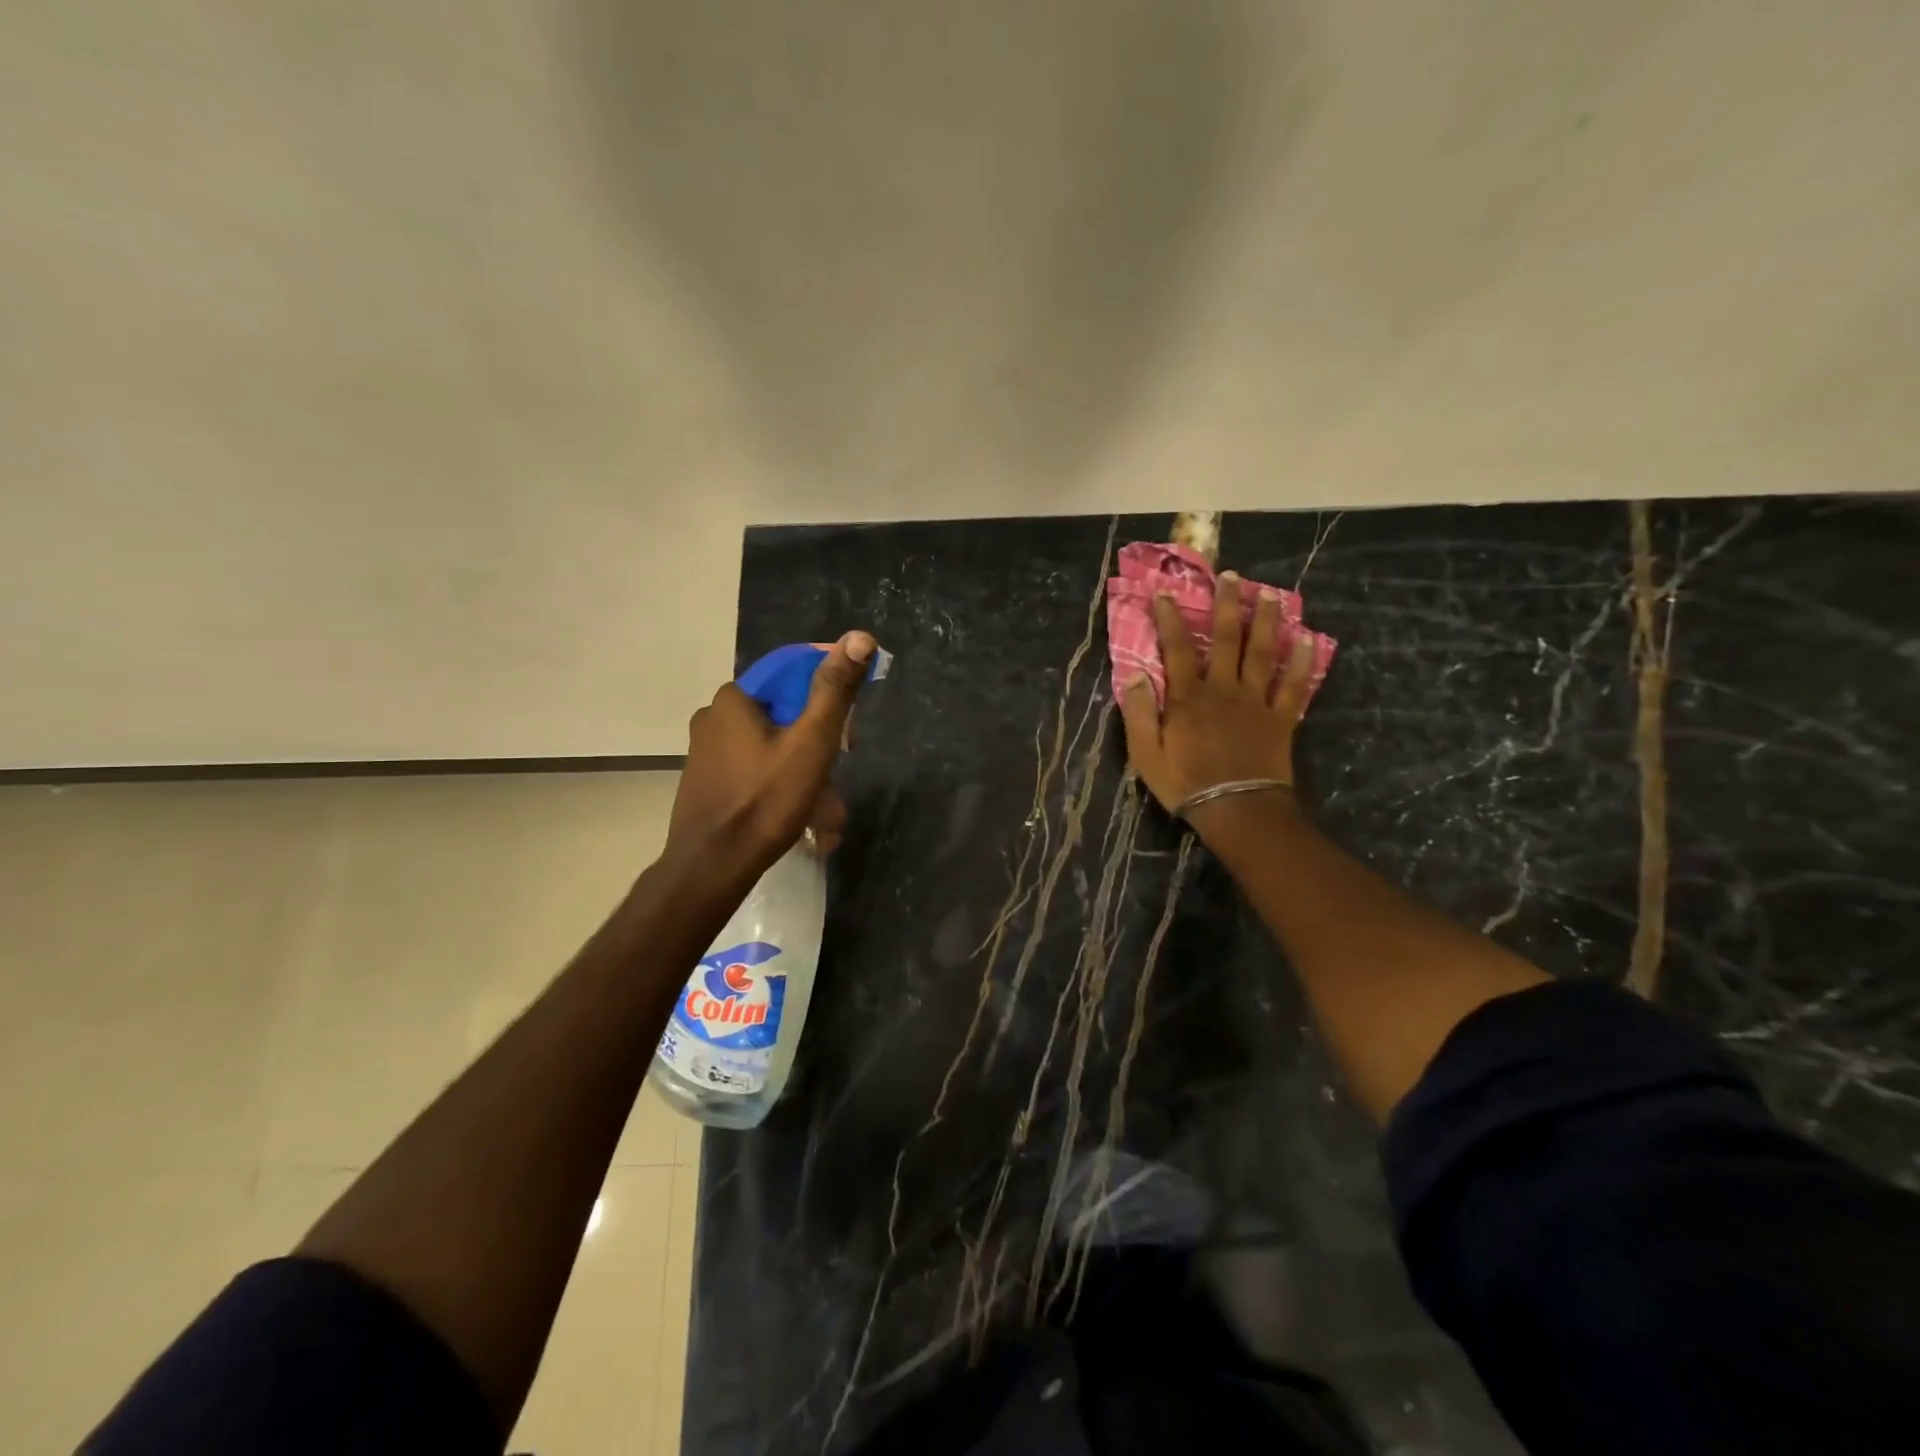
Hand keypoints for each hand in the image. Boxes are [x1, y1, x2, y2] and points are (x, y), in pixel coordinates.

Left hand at [665, 632, 876, 873]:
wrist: (711, 868)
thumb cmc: (765, 801)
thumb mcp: (811, 743)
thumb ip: (834, 690)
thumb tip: (859, 637)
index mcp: (734, 698)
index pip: (793, 673)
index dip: (829, 695)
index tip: (849, 732)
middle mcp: (714, 716)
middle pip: (785, 713)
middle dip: (819, 744)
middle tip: (839, 770)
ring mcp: (707, 751)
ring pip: (773, 746)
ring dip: (805, 772)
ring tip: (826, 813)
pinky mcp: (708, 780)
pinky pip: (756, 769)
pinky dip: (782, 785)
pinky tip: (801, 817)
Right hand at [1119, 575, 1315, 826]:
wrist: (1237, 809)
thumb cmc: (1185, 783)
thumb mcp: (1146, 753)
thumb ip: (1139, 713)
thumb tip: (1137, 675)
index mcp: (1188, 697)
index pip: (1177, 648)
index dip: (1170, 619)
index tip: (1165, 593)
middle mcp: (1223, 689)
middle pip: (1227, 639)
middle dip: (1226, 605)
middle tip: (1230, 576)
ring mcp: (1256, 701)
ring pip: (1263, 652)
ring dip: (1266, 621)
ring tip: (1269, 595)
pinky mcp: (1281, 718)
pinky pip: (1294, 685)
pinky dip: (1302, 661)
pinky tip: (1309, 640)